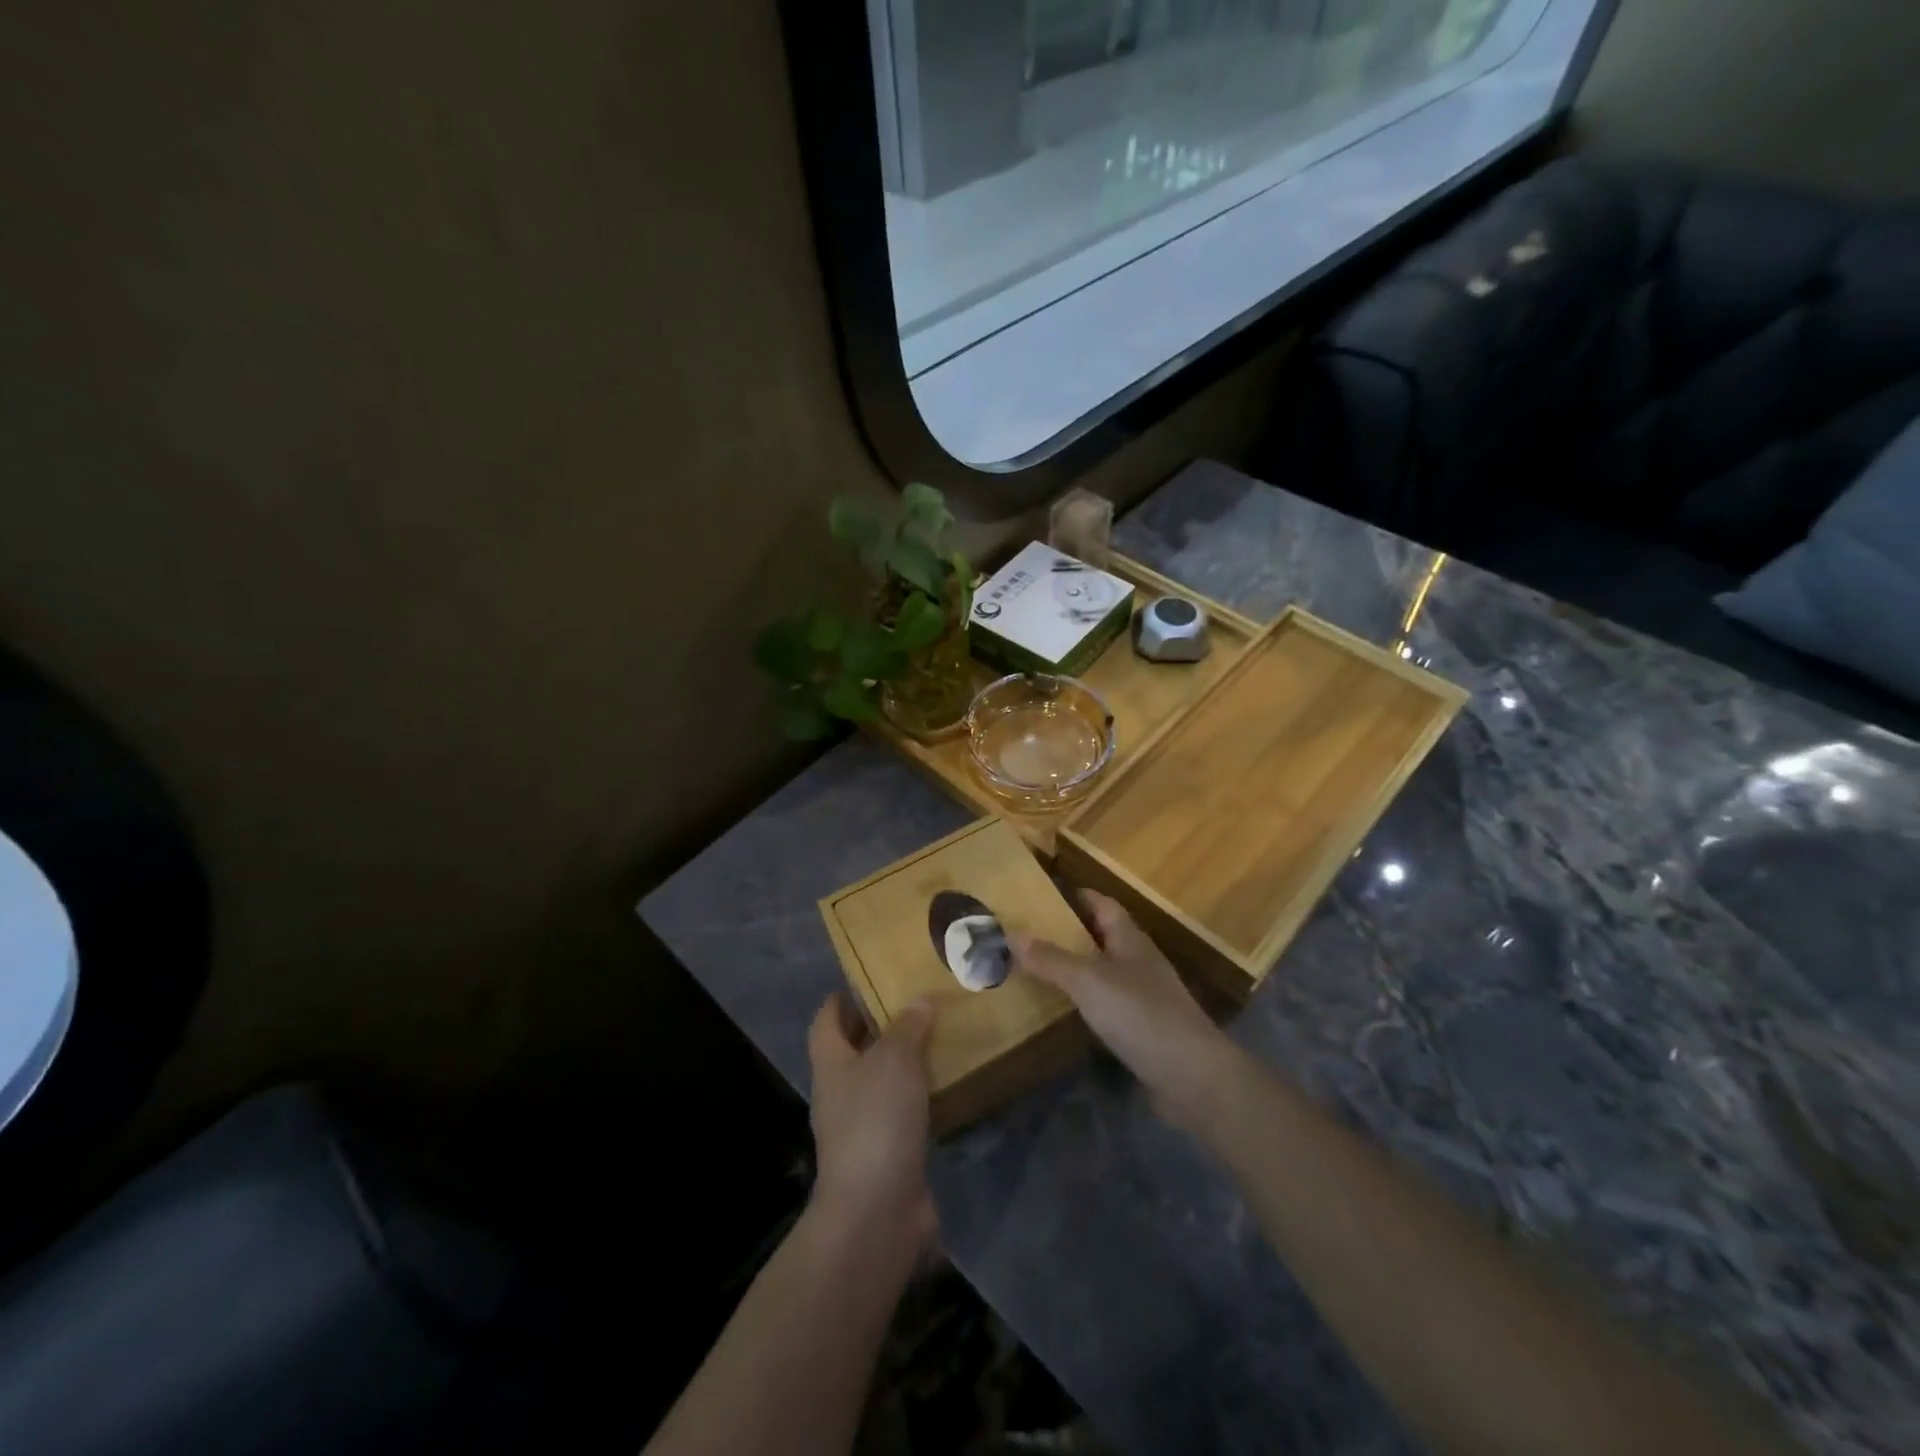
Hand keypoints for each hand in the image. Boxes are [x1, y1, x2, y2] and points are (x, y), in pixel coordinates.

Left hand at [806, 992, 938, 1252]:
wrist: (877, 1212)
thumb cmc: (876, 1121)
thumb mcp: (894, 1060)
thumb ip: (908, 1027)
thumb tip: (919, 1000)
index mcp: (831, 1065)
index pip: (826, 1022)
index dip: (841, 1000)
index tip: (867, 981)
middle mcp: (841, 1093)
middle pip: (853, 1051)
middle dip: (878, 1027)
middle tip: (914, 1003)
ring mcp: (862, 1127)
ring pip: (881, 1081)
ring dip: (903, 1062)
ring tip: (937, 1036)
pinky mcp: (888, 1153)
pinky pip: (903, 1112)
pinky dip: (920, 1096)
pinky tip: (946, 1084)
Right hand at [1012, 891, 1234, 1133]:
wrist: (1192, 1077)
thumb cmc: (1140, 1015)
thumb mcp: (1089, 982)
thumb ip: (1051, 960)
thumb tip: (1010, 933)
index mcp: (1131, 941)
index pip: (1105, 905)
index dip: (1080, 896)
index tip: (1048, 893)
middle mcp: (1140, 963)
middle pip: (1105, 937)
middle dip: (1073, 932)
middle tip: (1032, 933)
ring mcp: (1147, 998)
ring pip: (1107, 972)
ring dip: (1079, 968)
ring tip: (1041, 970)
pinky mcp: (1146, 1030)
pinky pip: (1110, 1005)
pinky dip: (1088, 1002)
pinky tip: (1069, 1012)